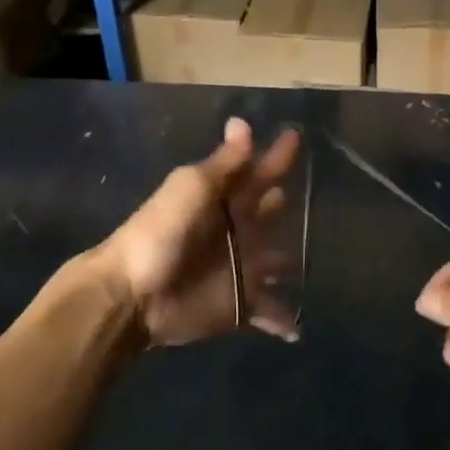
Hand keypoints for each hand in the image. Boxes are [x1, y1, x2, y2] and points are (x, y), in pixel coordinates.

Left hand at [94, 118, 301, 347]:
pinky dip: (283, 320)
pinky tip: (300, 328)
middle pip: (268, 215)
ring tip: (317, 260)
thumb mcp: (192, 188)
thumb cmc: (162, 232)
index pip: (257, 172)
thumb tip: (243, 121)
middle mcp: (236, 232)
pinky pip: (268, 313)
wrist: (132, 293)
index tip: (297, 135)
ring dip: (289, 262)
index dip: (277, 156)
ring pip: (274, 262)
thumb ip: (225, 163)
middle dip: (283, 206)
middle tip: (314, 196)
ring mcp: (240, 270)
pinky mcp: (239, 307)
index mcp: (224, 200)